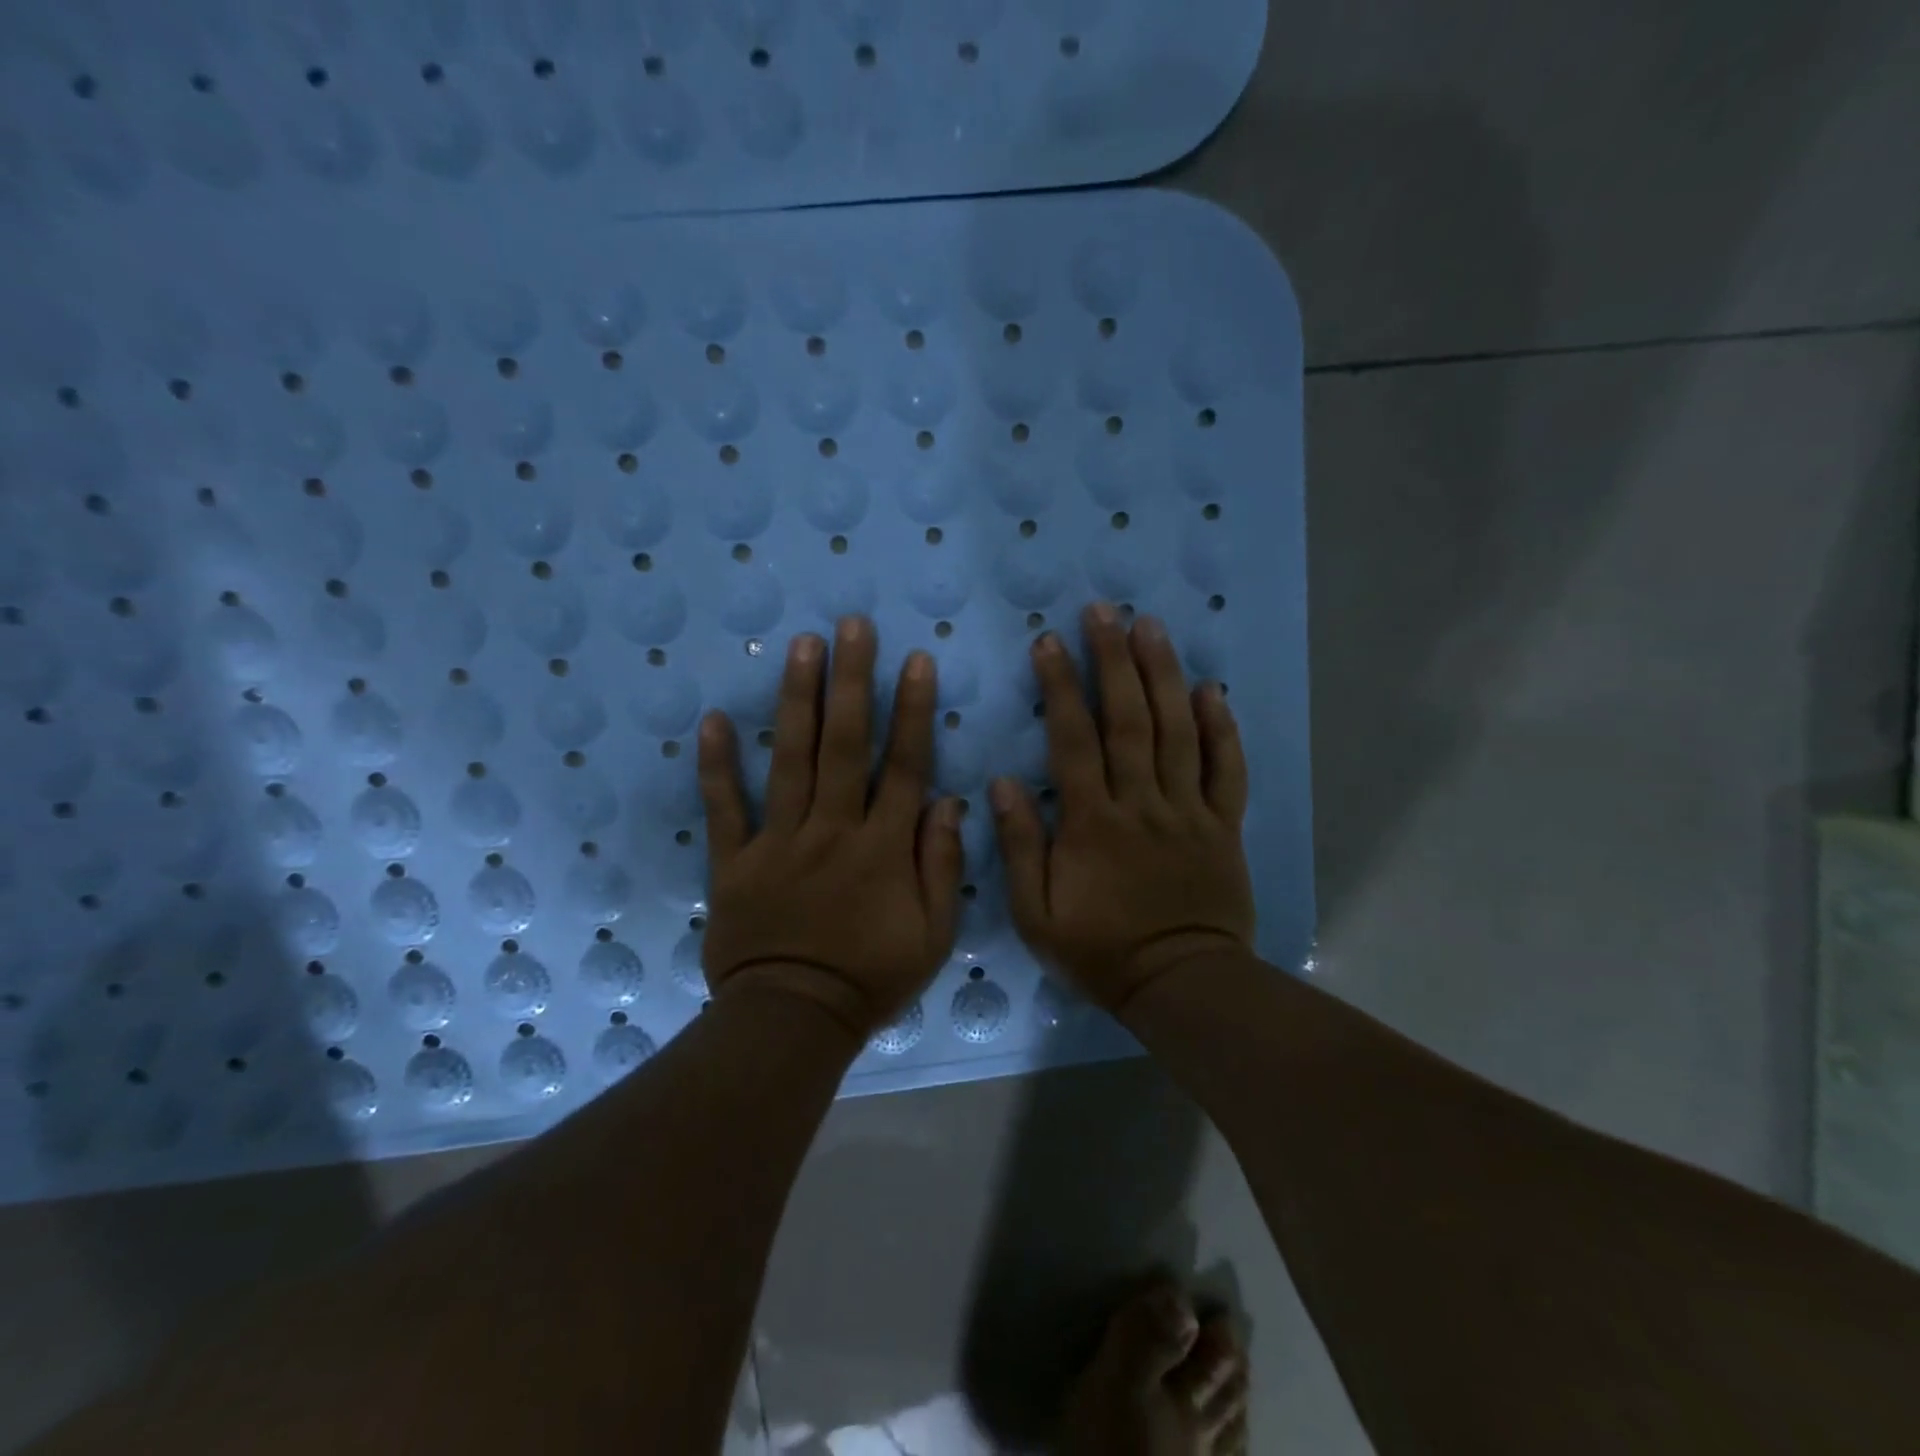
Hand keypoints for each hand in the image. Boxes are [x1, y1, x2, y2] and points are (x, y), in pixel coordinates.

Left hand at [698, 617, 965, 1037]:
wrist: (793, 1021)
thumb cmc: (871, 978)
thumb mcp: (933, 935)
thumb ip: (943, 866)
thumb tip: (951, 802)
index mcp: (883, 848)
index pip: (904, 766)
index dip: (912, 710)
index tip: (915, 660)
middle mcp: (832, 830)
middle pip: (846, 745)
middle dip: (852, 681)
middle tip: (852, 626)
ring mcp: (779, 841)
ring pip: (791, 760)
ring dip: (798, 699)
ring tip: (801, 645)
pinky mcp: (734, 861)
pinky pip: (725, 808)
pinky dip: (717, 765)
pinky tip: (713, 720)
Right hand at [991, 603, 1253, 1013]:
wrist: (1180, 985)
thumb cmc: (1100, 951)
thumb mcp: (1036, 914)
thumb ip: (1021, 847)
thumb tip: (1002, 784)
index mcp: (1092, 822)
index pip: (1073, 740)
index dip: (1060, 687)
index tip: (1049, 642)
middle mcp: (1142, 803)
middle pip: (1129, 719)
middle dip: (1114, 660)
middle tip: (1104, 610)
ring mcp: (1188, 810)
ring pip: (1177, 731)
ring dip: (1163, 675)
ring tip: (1151, 626)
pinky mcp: (1223, 824)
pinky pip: (1226, 769)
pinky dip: (1221, 728)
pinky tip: (1211, 690)